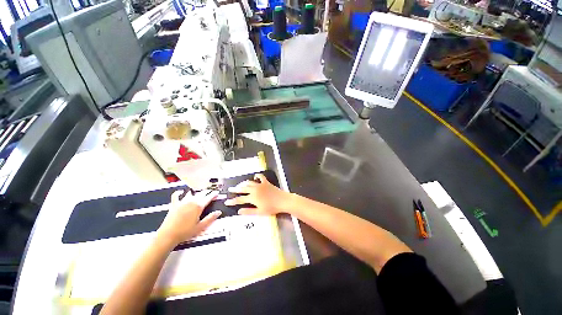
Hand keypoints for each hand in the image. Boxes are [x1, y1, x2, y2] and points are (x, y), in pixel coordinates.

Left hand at [157, 189, 220, 245]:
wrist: (168, 235)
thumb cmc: (185, 232)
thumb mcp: (200, 227)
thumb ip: (210, 218)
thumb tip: (219, 212)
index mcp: (198, 206)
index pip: (209, 197)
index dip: (214, 194)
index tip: (217, 192)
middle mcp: (191, 201)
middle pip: (201, 194)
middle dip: (207, 192)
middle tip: (211, 192)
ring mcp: (182, 202)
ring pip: (191, 194)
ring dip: (196, 193)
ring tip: (199, 193)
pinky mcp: (174, 205)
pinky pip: (176, 196)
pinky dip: (178, 193)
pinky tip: (180, 192)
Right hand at [225, 174, 290, 214]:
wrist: (282, 201)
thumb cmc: (271, 208)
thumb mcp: (259, 212)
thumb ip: (249, 211)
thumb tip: (239, 211)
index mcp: (252, 198)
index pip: (240, 199)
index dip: (233, 201)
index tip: (226, 201)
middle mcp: (255, 190)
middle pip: (243, 189)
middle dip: (236, 189)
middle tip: (230, 189)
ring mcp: (260, 185)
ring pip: (250, 183)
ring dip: (244, 183)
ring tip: (240, 185)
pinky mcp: (266, 182)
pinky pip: (260, 177)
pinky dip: (257, 176)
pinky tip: (255, 176)